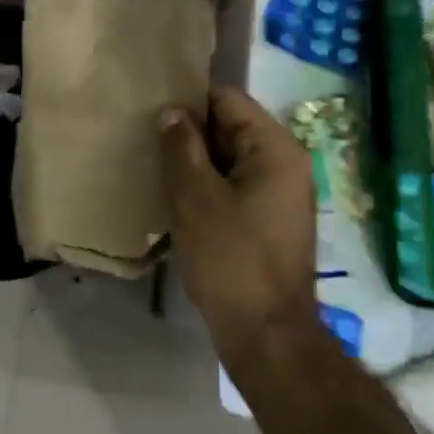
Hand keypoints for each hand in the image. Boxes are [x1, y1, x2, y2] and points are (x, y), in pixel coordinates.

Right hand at [159, 87, 315, 351]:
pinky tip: (179, 197)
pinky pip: (237, 185)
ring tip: (156, 165)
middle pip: (231, 127)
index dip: (189, 100)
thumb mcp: (195, 197)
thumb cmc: (230, 258)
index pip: (228, 100)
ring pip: (231, 158)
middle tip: (147, 138)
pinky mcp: (272, 219)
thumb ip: (181, 146)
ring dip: (197, 161)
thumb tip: (171, 110)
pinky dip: (210, 185)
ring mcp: (282, 192)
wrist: (266, 334)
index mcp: (275, 148)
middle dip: (190, 132)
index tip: (152, 108)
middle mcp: (287, 162)